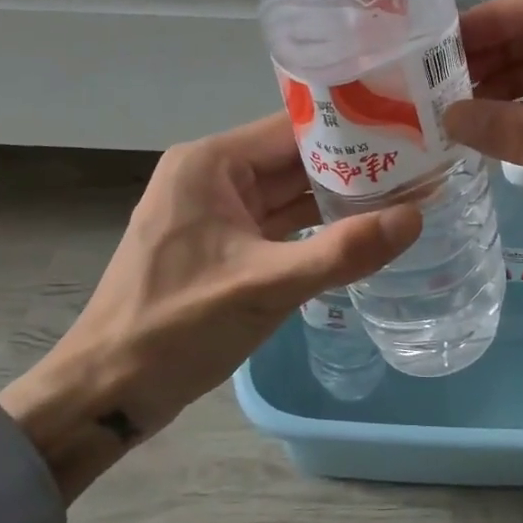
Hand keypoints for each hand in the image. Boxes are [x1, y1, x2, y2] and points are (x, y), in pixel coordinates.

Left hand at [0, 115, 420, 501]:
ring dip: (339, 196)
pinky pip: (280, 222)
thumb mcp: (264, 287)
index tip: (408, 133)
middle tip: (419, 166)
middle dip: (353, 164)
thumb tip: (416, 217)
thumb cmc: (174, 328)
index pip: (295, 128)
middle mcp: (214, 175)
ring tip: (404, 192)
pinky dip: (317, 225)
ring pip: (291, 191)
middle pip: (296, 158)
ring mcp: (218, 211)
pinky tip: (362, 229)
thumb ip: (341, 251)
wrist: (104, 394)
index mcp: (211, 163)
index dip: (352, 128)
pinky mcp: (224, 244)